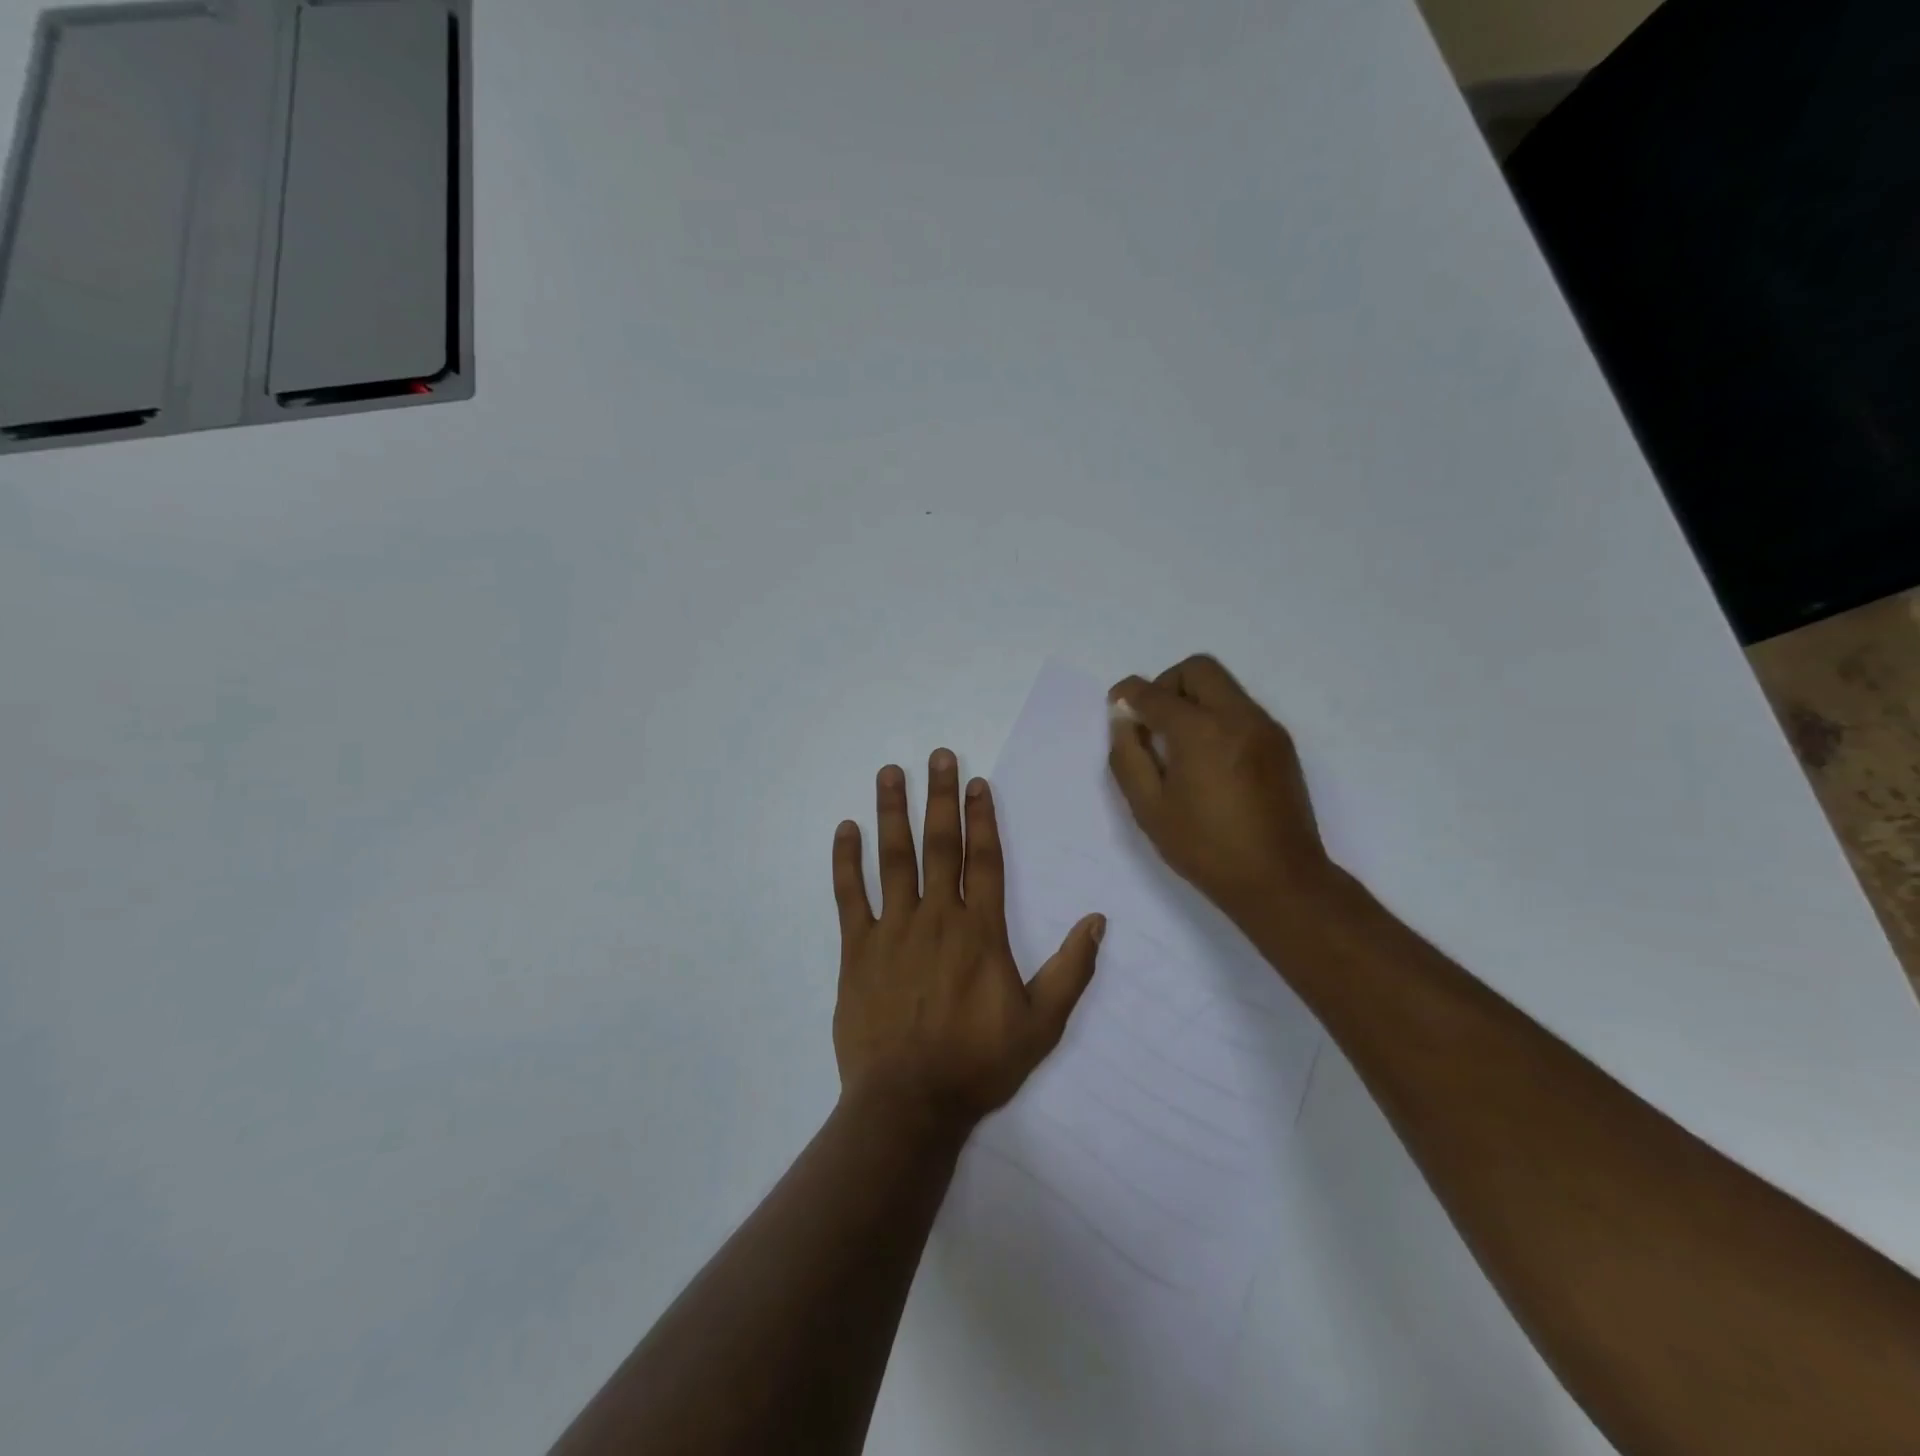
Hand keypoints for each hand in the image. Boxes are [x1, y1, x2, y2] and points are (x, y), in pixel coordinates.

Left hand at [832, 750, 1105, 1132]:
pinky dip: (846, 861)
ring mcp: (892, 929)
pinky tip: (845, 828)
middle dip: (939, 796)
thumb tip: (1097, 921)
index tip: (975, 782)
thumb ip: (1071, 970)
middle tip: (937, 754)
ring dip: (892, 812)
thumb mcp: (1041, 1024)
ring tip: (890, 772)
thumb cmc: (977, 1063)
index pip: (983, 859)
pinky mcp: (856, 949)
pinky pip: (849, 895)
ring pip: (893, 858)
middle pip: (940, 844)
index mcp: (980, 930)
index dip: (981, 817)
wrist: (909, 1103)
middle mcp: (936, 916)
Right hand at [1107, 655, 1338, 931]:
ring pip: (1223, 686)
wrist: (1280, 879)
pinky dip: (1216, 716)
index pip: (1155, 693)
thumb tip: (1124, 721)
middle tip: (1153, 721)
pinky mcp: (1280, 744)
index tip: (1117, 706)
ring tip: (1179, 745)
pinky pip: (1240, 709)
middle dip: (1167, 684)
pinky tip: (1207, 759)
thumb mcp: (1149, 808)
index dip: (1129, 694)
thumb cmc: (1205, 848)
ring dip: (1193, 700)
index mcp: (1201, 731)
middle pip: (1197, 669)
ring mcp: (1265, 728)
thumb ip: (1128, 757)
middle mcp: (1237, 716)